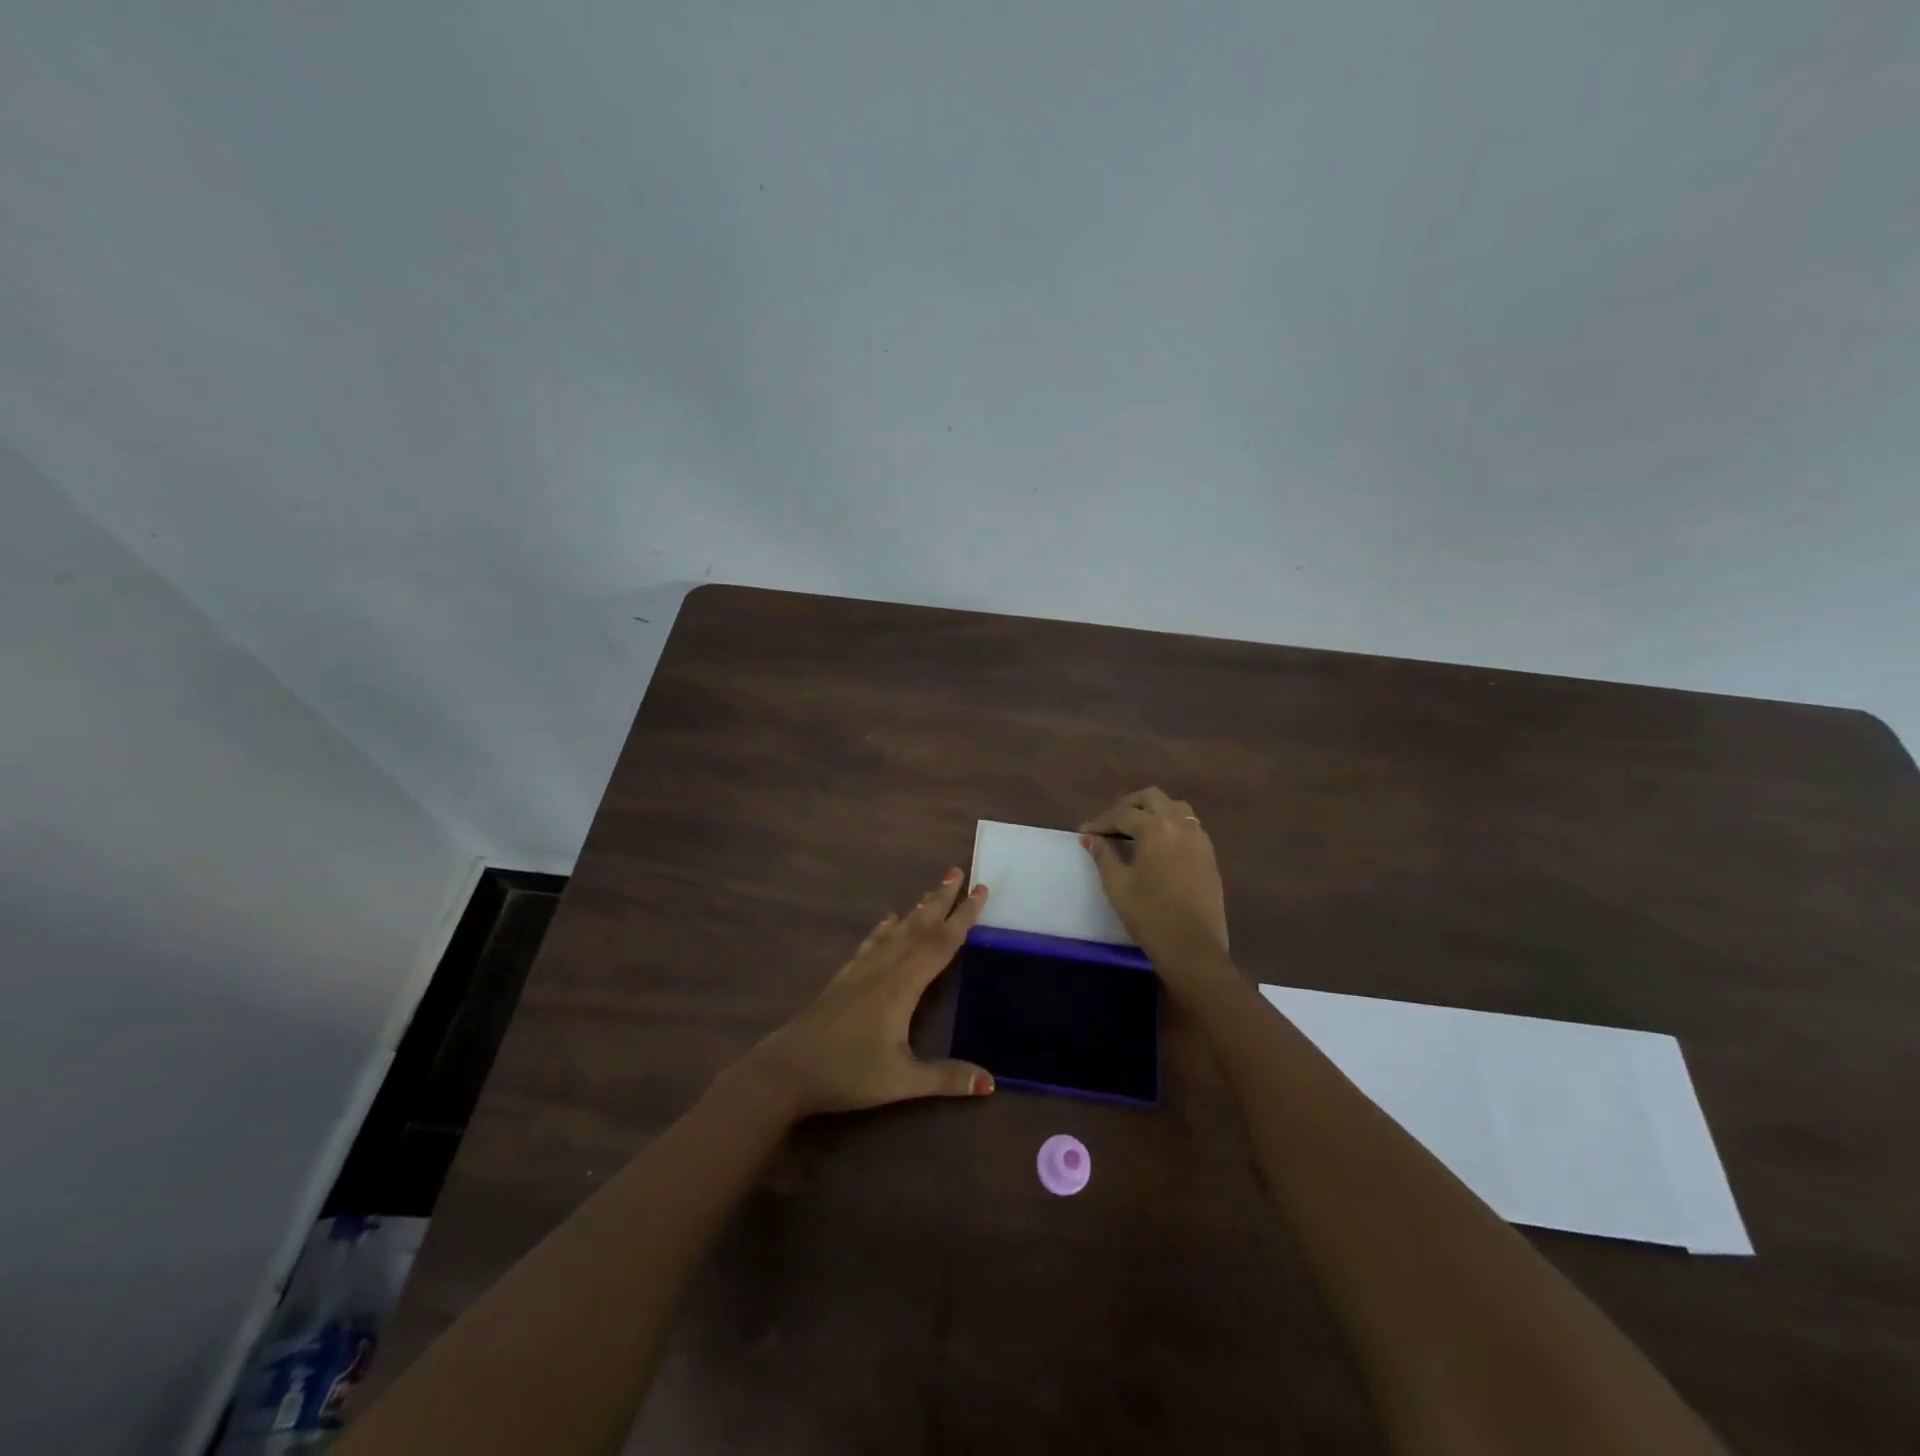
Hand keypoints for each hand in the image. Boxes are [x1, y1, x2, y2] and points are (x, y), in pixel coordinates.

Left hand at [747, 869, 995, 1117]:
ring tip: (933, 889)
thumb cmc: (847, 1073)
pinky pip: (871, 942)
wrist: (787, 1070)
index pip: (940, 943)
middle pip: (918, 926)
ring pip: (896, 930)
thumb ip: (946, 1078)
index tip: (981, 890)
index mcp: (902, 985)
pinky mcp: (845, 977)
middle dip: (941, 899)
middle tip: (958, 872)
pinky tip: (888, 920)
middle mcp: (884, 968)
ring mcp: (861, 970)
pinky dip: (884, 928)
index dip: (963, 916)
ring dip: (917, 908)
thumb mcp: (901, 1081)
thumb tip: (991, 1083)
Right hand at [1080, 787, 1230, 973]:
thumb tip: (1090, 837)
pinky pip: (1188, 825)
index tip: (1084, 832)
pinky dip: (1170, 824)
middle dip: (1128, 806)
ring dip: (1152, 811)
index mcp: (1157, 829)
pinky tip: (1157, 844)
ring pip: (1175, 807)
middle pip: (1152, 798)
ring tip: (1134, 830)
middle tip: (1109, 824)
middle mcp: (1181, 825)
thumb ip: (1103, 855)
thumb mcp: (1118, 885)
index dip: (1101, 822)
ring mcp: (1200, 839)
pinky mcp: (1209, 855)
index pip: (1123, 814)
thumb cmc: (1150, 915)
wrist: (1193, 948)